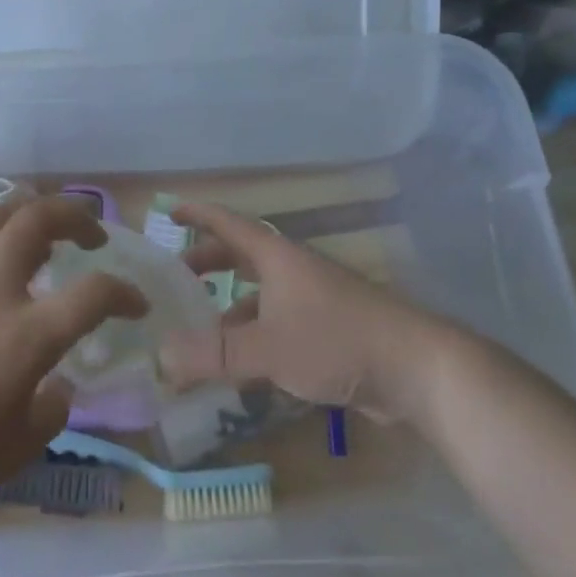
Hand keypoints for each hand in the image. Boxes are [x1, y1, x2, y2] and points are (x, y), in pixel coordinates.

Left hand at [0, 197, 146, 530]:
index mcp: (22, 337)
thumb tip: (55, 384)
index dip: (124, 294)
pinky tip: (5, 277)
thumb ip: (51, 408)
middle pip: (34, 219)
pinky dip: (0, 246)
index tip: (137, 305)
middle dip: (73, 213)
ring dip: (31, 212)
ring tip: (50, 232)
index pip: (91, 294)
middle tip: (93, 233)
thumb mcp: (18, 449)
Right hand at [158, 201, 446, 422]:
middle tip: (177, 278)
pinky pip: (279, 321)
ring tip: (201, 330)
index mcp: (276, 256)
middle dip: (208, 262)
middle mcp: (293, 269)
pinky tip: (244, 364)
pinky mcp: (329, 328)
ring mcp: (314, 298)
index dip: (197, 214)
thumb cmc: (335, 340)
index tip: (169, 210)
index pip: (228, 223)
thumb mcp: (268, 348)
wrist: (414, 366)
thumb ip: (214, 354)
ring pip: (261, 292)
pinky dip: (255, 334)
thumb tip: (161, 357)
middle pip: (242, 255)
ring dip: (230, 305)